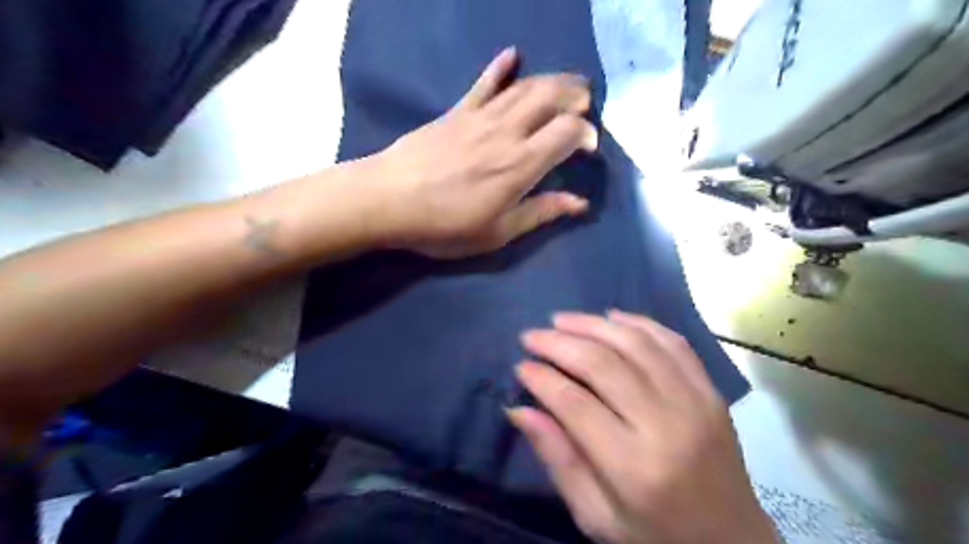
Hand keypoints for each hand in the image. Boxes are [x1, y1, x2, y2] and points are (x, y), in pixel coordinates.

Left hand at [366, 47, 598, 257]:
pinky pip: (483, 82)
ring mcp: (480, 116)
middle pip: (551, 98)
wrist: (389, 200)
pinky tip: (512, 55)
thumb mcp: (497, 233)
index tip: (589, 147)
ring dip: (551, 80)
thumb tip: (580, 203)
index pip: (568, 132)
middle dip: (576, 96)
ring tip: (567, 83)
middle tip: (586, 104)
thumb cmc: (444, 225)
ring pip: (524, 86)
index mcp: (520, 165)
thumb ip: (540, 213)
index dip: (587, 134)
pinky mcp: (457, 111)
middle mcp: (507, 132)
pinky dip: (500, 67)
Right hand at [510, 310, 776, 543]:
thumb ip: (558, 459)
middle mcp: (666, 425)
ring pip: (635, 343)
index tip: (520, 365)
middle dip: (559, 343)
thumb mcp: (596, 516)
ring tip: (562, 319)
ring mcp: (695, 402)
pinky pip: (672, 342)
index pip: (575, 404)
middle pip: (602, 364)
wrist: (733, 543)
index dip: (542, 379)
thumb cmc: (655, 535)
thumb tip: (519, 409)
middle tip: (531, 335)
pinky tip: (611, 316)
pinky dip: (638, 322)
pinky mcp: (710, 391)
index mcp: (634, 467)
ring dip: (592, 324)